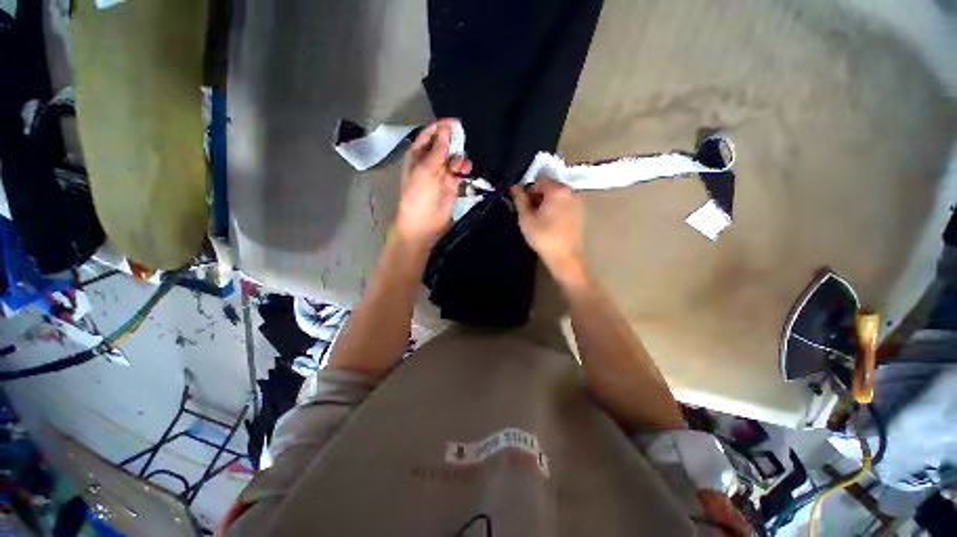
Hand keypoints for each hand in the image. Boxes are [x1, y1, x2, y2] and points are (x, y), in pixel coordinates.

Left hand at [394, 119, 471, 248]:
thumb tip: (446, 130)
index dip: (440, 128)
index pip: (429, 136)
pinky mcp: (453, 185)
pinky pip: (461, 173)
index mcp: (418, 156)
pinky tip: (467, 172)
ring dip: (460, 159)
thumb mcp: (426, 170)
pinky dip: (465, 170)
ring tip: (462, 166)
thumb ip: (438, 150)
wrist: (424, 223)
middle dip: (454, 143)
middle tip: (463, 142)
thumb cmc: (419, 195)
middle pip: (444, 146)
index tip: (454, 123)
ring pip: (455, 159)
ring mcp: (442, 174)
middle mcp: (430, 162)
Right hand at [511, 179, 585, 282]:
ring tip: (538, 220)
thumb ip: (520, 199)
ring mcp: (577, 203)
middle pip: (549, 187)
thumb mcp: (526, 218)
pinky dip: (555, 210)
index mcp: (558, 190)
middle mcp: (570, 192)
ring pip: (556, 197)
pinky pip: (563, 205)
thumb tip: (515, 187)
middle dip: (537, 197)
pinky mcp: (579, 213)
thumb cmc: (543, 236)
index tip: (523, 205)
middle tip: (529, 214)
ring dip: (545, 204)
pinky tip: (549, 224)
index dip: (528, 191)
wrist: (564, 257)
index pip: (539, 180)